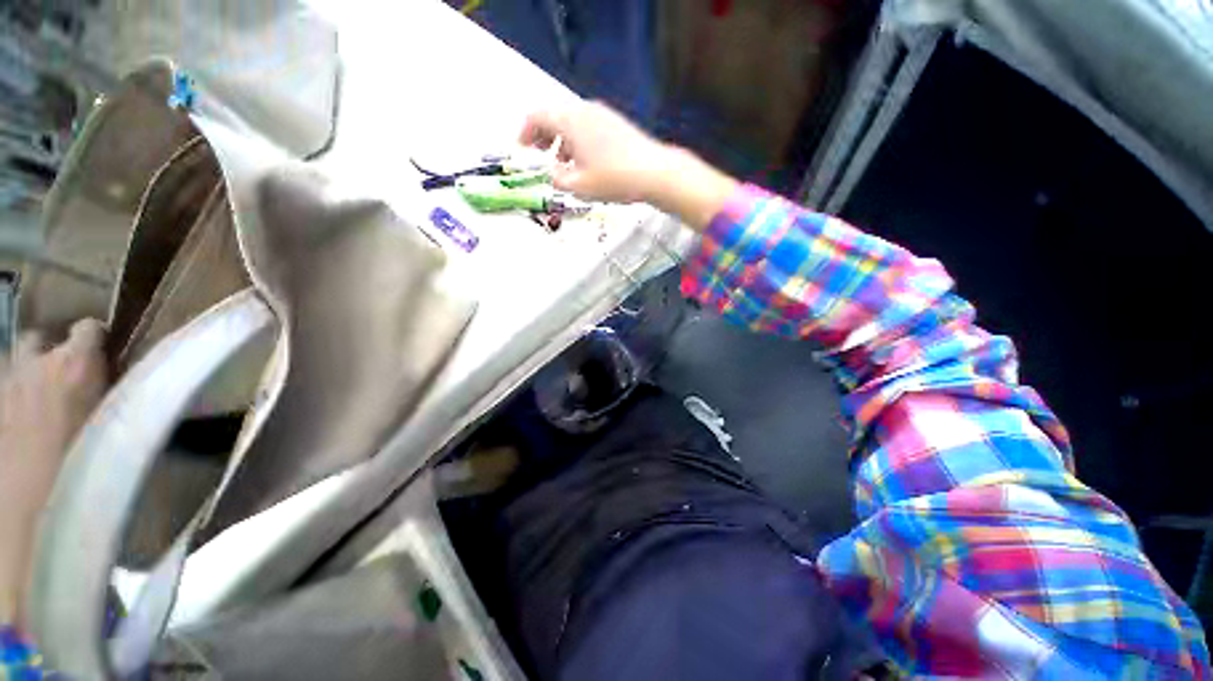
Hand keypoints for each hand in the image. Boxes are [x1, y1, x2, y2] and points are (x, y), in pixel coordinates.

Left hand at [0, 319, 107, 628]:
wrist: (28, 511)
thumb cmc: (83, 469)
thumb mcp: (114, 434)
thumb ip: (120, 404)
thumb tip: (138, 392)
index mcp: (75, 366)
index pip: (88, 328)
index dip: (95, 337)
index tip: (104, 352)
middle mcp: (36, 365)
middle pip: (37, 339)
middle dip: (47, 352)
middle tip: (61, 377)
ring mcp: (5, 387)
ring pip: (10, 364)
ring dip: (23, 375)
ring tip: (34, 400)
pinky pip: (1, 391)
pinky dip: (8, 399)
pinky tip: (16, 421)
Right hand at [519, 101, 738, 229]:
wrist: (654, 172)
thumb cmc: (614, 179)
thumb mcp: (579, 186)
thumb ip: (557, 180)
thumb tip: (551, 175)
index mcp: (570, 120)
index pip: (537, 116)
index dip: (525, 132)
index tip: (522, 150)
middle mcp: (584, 110)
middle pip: (554, 115)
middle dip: (542, 136)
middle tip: (539, 155)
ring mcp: (602, 115)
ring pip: (571, 122)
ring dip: (560, 140)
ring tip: (561, 164)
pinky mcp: (616, 124)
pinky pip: (587, 127)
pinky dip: (577, 141)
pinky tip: (583, 162)